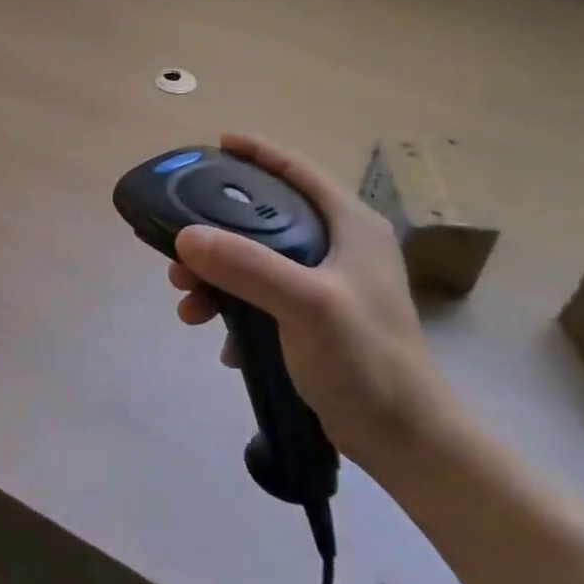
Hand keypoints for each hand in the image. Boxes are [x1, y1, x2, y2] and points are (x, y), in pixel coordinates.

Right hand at [167, 133, 465, 477]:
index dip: (259, 153)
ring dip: (218, 278)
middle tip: (179, 247)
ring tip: (188, 303)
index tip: (217, 143)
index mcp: (350, 226)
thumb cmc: (366, 359)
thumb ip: (248, 266)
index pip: (299, 171)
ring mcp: (328, 285)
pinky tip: (219, 340)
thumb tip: (185, 236)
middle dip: (218, 231)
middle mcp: (340, 247)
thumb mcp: (307, 304)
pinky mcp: (316, 320)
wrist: (405, 440)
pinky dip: (235, 310)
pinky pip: (261, 299)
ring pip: (258, 262)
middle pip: (267, 219)